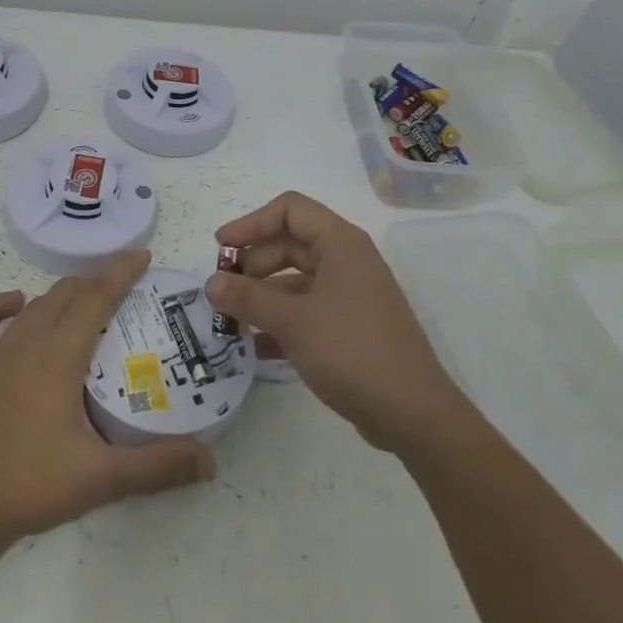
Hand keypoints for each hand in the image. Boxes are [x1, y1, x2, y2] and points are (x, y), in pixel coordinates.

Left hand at [0, 251, 214, 558]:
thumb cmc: (27, 486)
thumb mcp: (100, 478)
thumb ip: (156, 467)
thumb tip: (209, 461)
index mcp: (60, 358)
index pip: (96, 299)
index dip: (120, 273)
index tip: (142, 255)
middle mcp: (26, 345)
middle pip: (65, 296)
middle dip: (96, 281)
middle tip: (123, 285)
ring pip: (32, 308)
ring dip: (60, 295)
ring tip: (83, 296)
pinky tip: (13, 303)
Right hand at [206, 192, 465, 453]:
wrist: (412, 413)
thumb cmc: (352, 351)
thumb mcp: (293, 322)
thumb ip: (248, 298)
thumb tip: (210, 283)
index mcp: (341, 244)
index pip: (290, 210)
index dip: (251, 223)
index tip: (221, 249)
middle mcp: (347, 261)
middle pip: (290, 244)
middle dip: (253, 264)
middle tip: (222, 291)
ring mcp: (351, 295)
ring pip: (296, 281)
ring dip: (263, 297)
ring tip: (231, 322)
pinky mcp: (351, 326)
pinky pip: (307, 311)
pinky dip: (281, 322)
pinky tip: (256, 348)